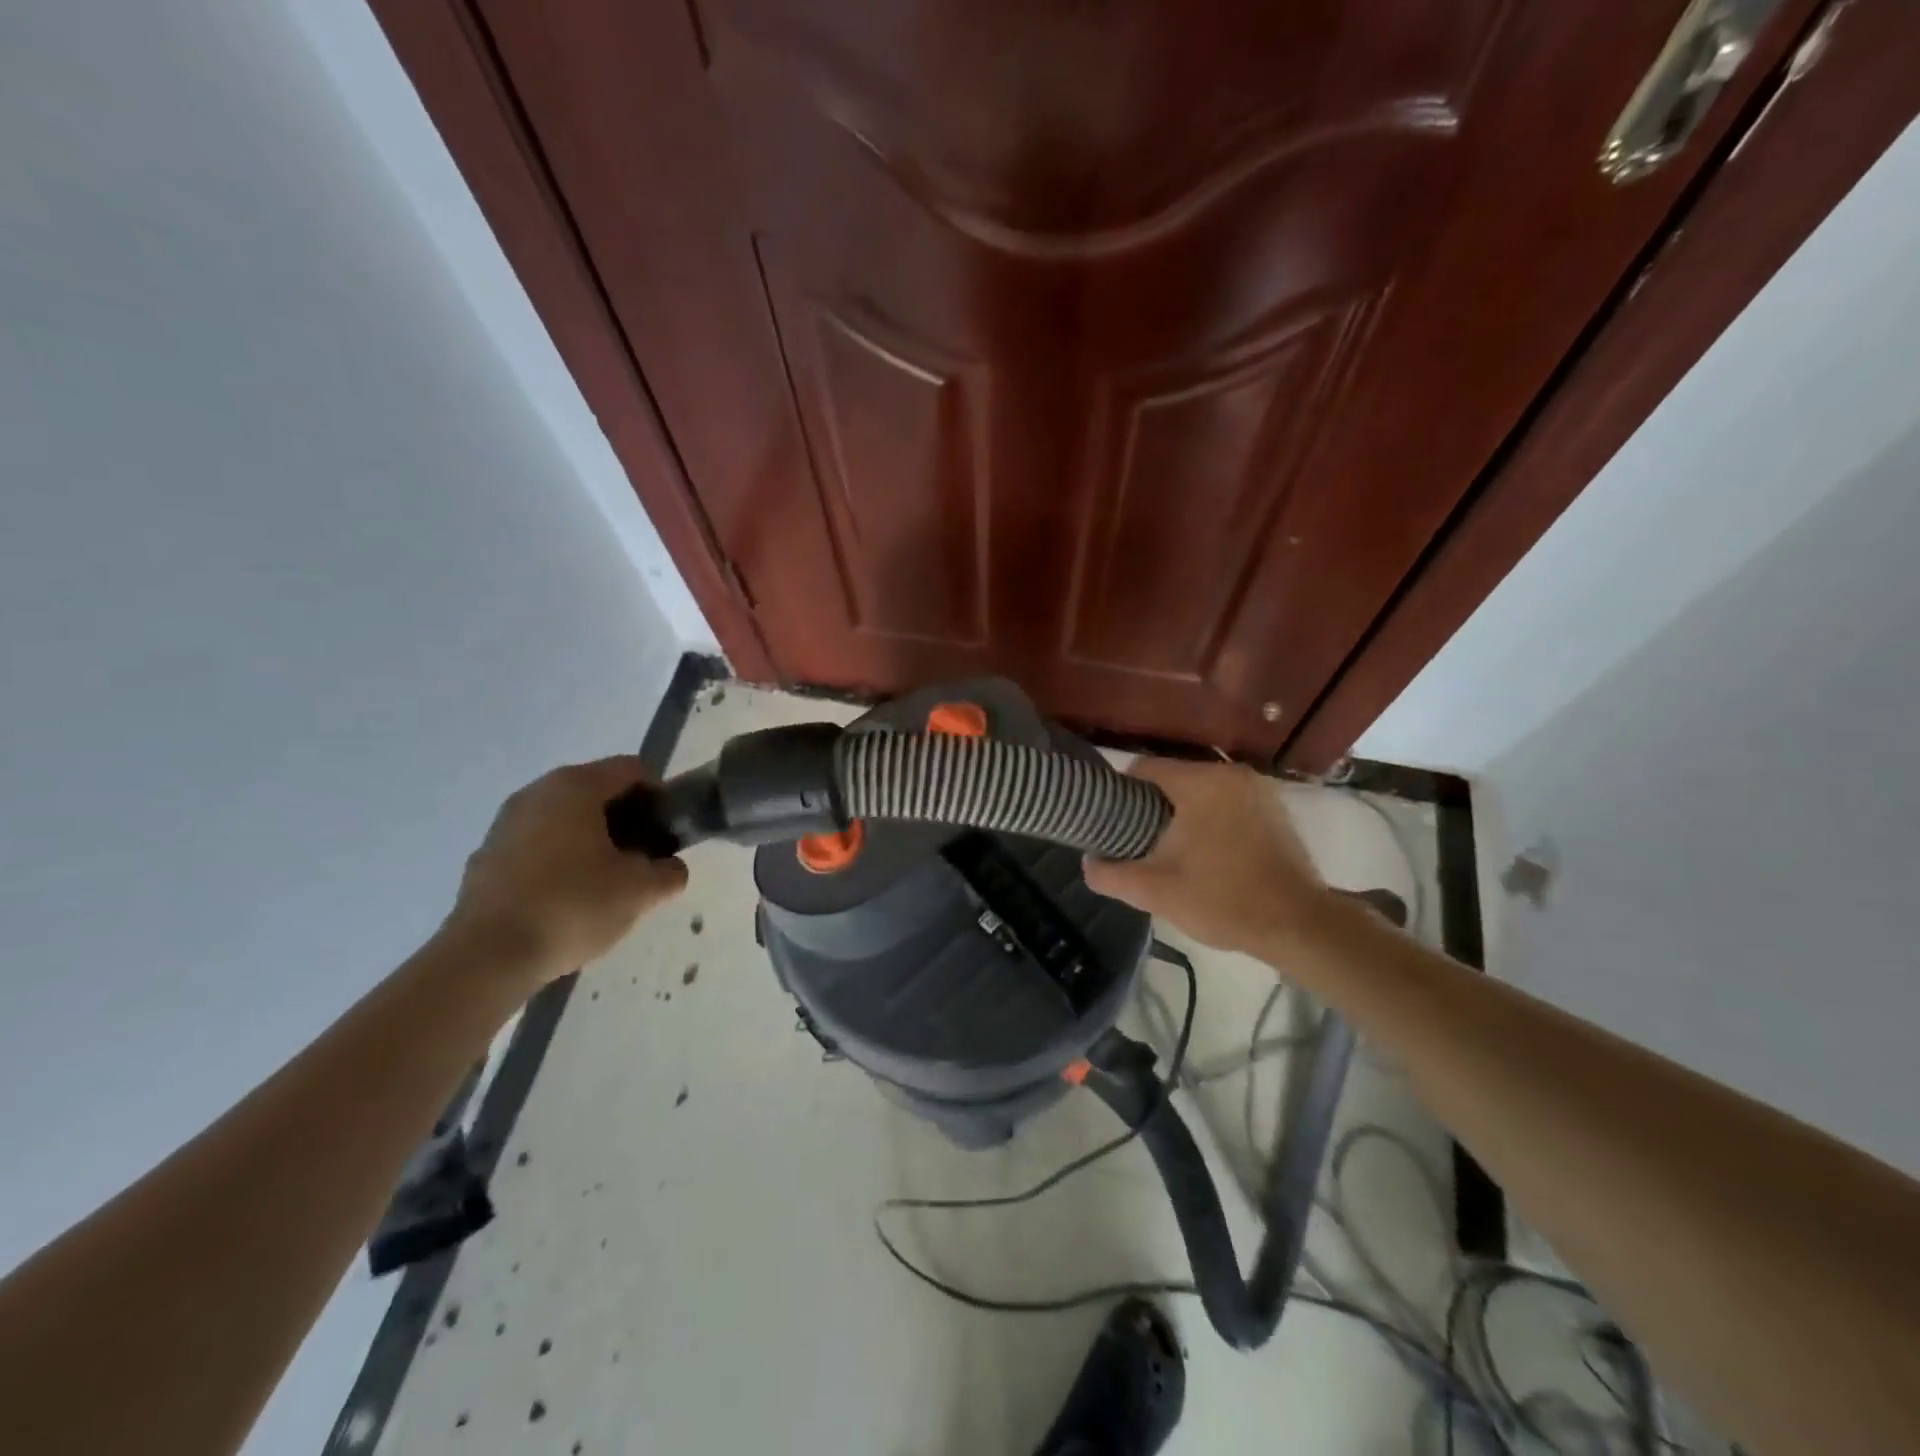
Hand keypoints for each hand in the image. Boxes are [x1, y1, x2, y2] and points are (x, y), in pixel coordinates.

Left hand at [444, 757, 687, 982]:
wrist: (487, 957)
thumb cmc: (573, 906)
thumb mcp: (641, 891)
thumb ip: (669, 872)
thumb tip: (669, 868)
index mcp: (576, 786)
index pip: (632, 769)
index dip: (659, 797)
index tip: (667, 834)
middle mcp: (537, 792)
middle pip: (597, 791)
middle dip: (627, 820)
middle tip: (642, 859)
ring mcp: (506, 823)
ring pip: (566, 818)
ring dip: (593, 839)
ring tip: (607, 883)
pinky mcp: (487, 856)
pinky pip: (538, 844)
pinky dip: (560, 859)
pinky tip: (568, 899)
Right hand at [1082, 757, 1329, 956]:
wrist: (1299, 926)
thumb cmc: (1224, 901)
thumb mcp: (1156, 892)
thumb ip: (1111, 874)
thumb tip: (1088, 862)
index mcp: (1200, 783)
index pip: (1143, 768)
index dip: (1121, 794)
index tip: (1115, 825)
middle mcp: (1230, 774)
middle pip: (1172, 778)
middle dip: (1152, 807)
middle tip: (1141, 843)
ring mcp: (1257, 789)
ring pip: (1201, 791)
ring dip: (1182, 813)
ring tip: (1173, 850)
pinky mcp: (1274, 808)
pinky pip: (1227, 802)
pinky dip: (1211, 818)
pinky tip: (1209, 852)